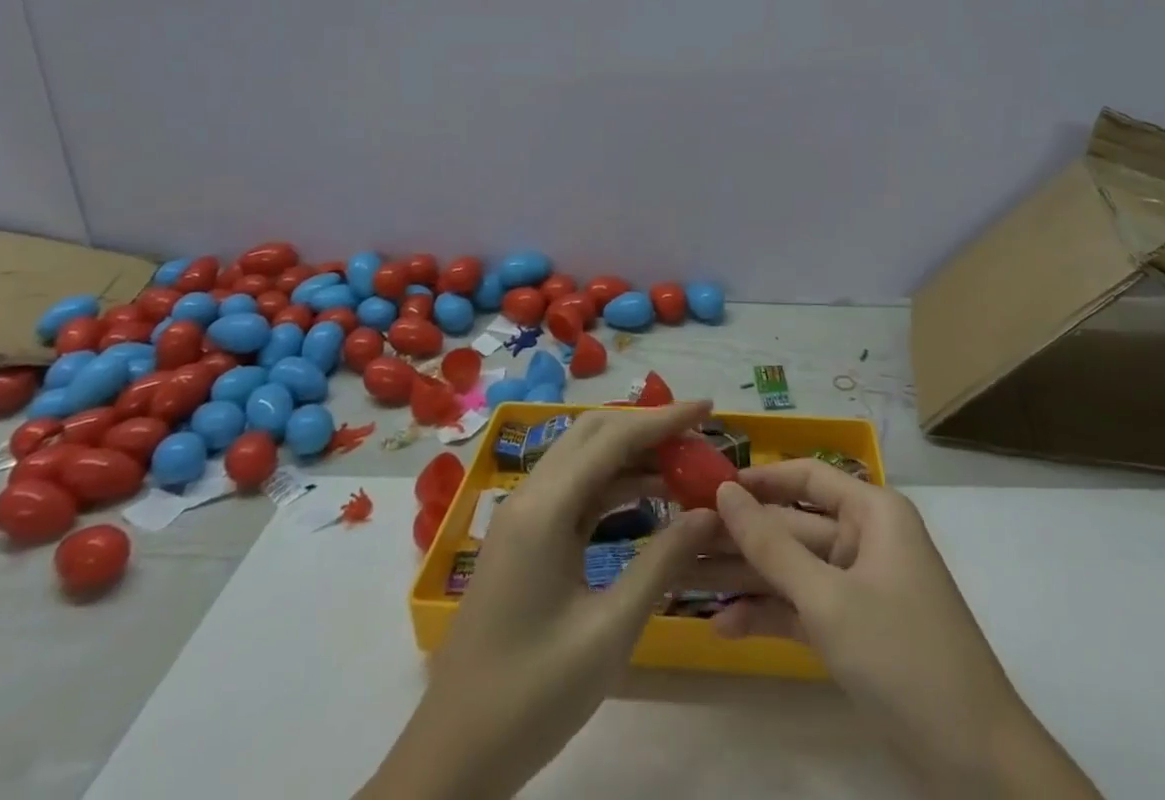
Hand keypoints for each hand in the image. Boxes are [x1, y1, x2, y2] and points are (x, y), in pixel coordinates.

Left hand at [364, 401, 720, 799]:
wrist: (453, 757)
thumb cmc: (533, 695)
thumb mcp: (609, 632)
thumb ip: (662, 562)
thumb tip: (711, 512)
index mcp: (545, 509)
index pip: (613, 438)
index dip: (664, 418)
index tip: (709, 407)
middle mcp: (529, 496)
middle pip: (594, 434)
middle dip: (647, 427)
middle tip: (698, 435)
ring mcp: (522, 516)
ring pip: (583, 458)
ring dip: (631, 453)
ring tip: (683, 465)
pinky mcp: (524, 538)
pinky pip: (574, 489)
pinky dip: (613, 482)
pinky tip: (647, 497)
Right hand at [713, 463, 1101, 798]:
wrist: (975, 761)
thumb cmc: (902, 655)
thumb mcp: (828, 599)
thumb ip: (771, 545)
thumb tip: (725, 492)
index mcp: (872, 512)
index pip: (806, 477)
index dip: (758, 479)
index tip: (707, 487)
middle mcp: (866, 539)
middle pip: (793, 525)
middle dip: (742, 536)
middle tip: (683, 539)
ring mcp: (860, 587)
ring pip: (793, 569)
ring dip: (747, 578)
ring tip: (689, 581)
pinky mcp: (855, 630)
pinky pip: (804, 608)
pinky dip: (769, 615)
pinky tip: (725, 626)